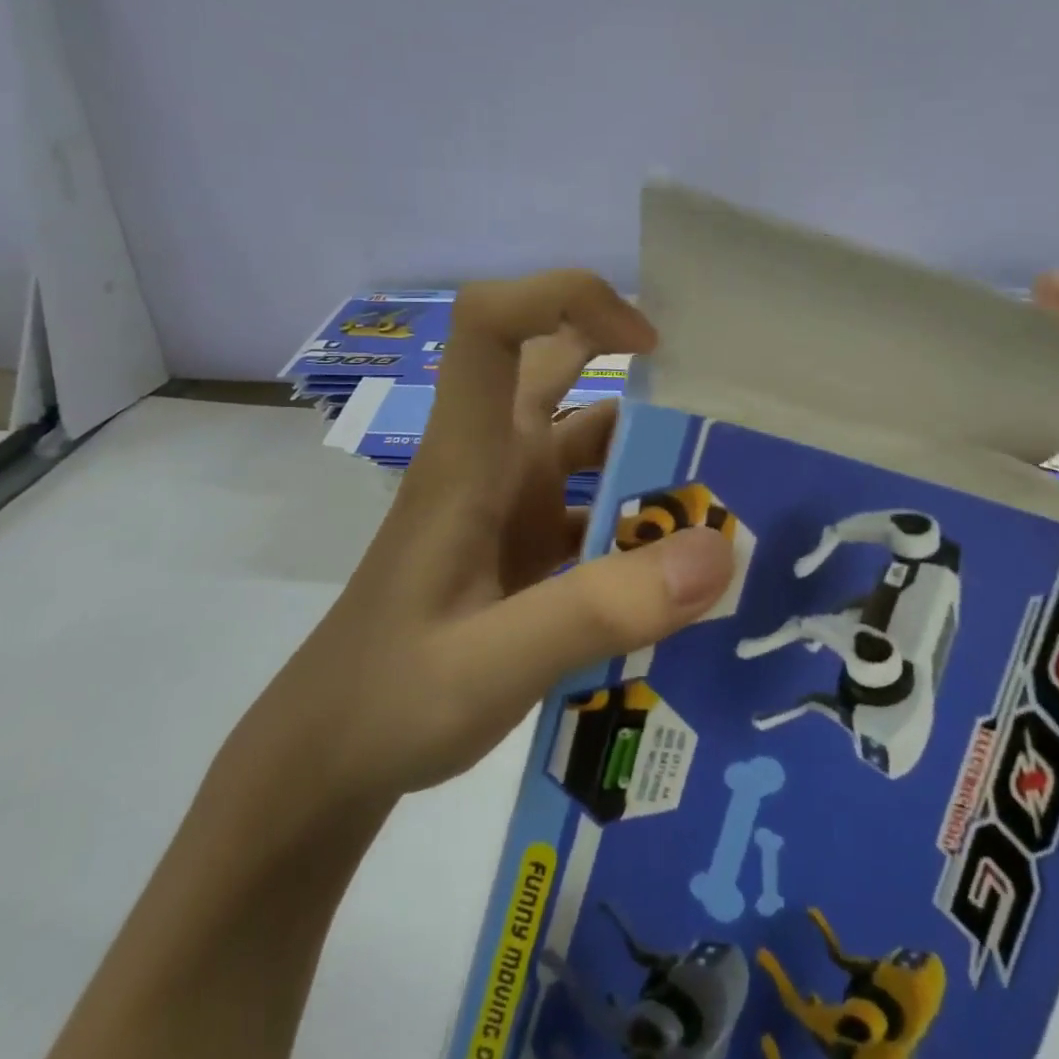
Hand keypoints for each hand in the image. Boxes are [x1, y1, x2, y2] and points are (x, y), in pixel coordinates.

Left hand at [229, 271, 736, 809]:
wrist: (329, 761)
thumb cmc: (389, 698)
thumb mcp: (493, 662)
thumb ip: (599, 609)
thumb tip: (716, 550)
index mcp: (468, 458)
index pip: (491, 326)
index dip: (563, 298)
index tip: (648, 341)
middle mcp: (492, 463)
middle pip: (553, 367)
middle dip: (631, 364)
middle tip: (718, 402)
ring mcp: (509, 506)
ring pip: (586, 443)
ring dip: (649, 454)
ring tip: (729, 488)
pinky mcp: (524, 549)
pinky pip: (594, 510)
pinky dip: (640, 522)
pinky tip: (689, 568)